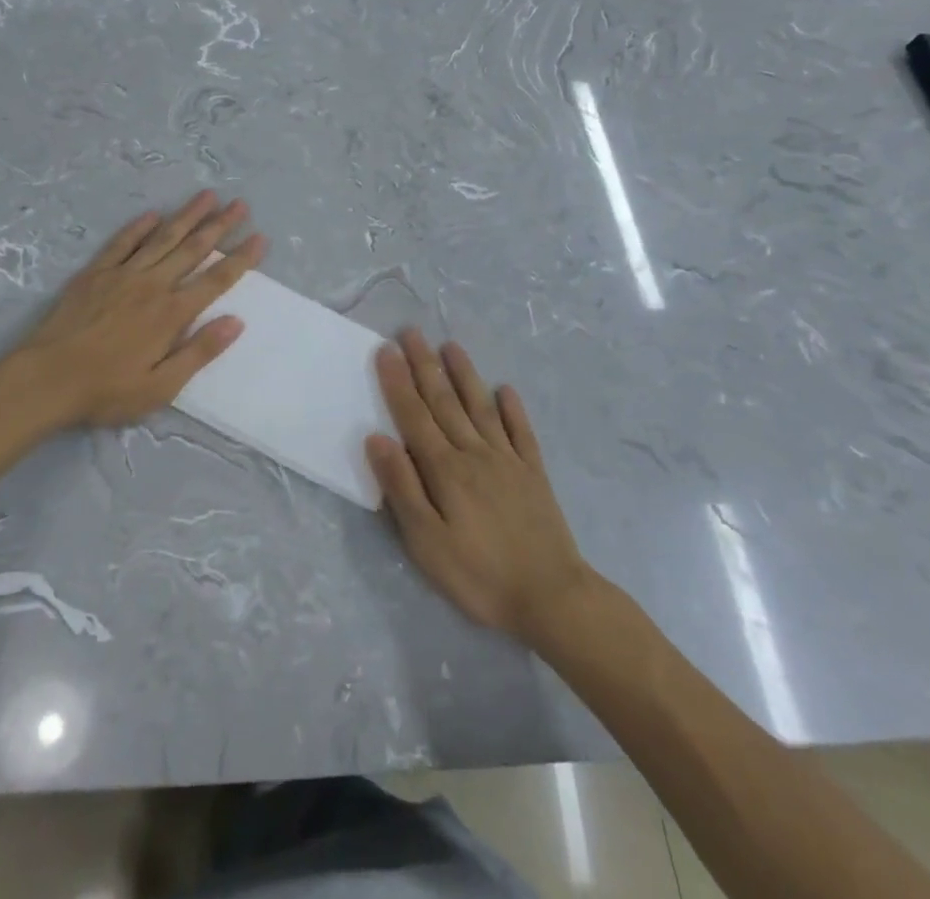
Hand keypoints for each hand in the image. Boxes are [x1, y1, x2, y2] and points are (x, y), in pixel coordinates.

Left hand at [11, 191, 265, 428]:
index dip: (241, 259)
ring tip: (207, 195)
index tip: (260, 238)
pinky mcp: (95, 273)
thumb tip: (236, 322)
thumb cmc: (107, 390)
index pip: (215, 280)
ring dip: (187, 216)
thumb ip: (199, 352)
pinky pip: (122, 243)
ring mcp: (122, 275)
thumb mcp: (161, 387)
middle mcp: (152, 285)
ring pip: (162, 238)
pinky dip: (139, 227)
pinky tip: (152, 214)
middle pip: (193, 249)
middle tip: (240, 204)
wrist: (46, 379)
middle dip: (220, 225)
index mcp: (171, 314)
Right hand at [366, 329, 592, 643]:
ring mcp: (508, 460)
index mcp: (445, 469)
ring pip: (480, 407)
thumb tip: (377, 438)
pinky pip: (521, 432)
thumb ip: (402, 487)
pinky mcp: (534, 474)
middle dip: (424, 365)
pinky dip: (512, 409)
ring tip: (451, 345)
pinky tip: (505, 389)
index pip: (414, 415)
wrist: (553, 598)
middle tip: (411, 332)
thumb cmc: (480, 576)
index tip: (385, 349)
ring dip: (464, 374)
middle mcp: (475, 453)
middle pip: (444, 401)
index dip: (398, 382)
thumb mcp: (427, 542)